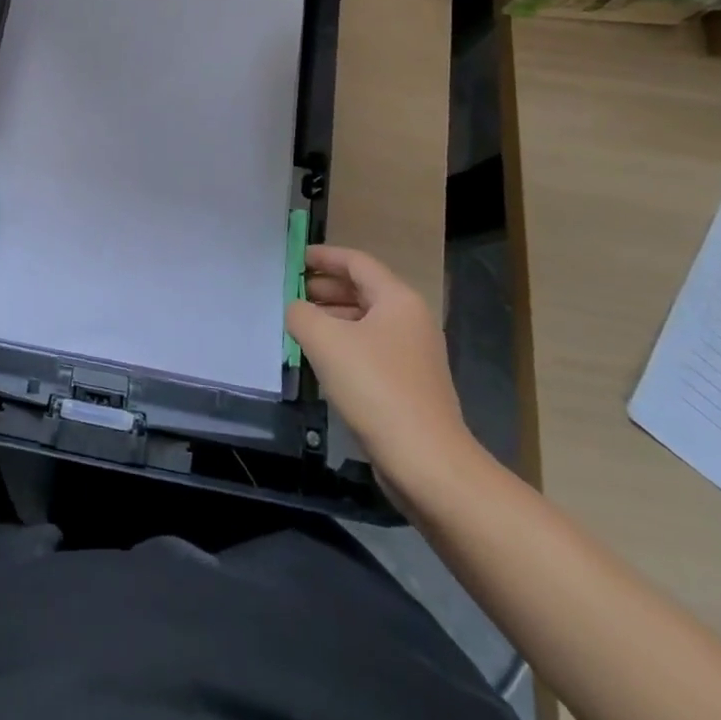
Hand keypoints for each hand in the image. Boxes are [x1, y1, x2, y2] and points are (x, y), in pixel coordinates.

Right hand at [286, 245, 483, 499]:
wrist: (427, 463)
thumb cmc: (376, 388)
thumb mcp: (325, 341)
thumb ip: (302, 314)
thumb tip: (297, 310)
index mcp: (397, 299)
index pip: (357, 262)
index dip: (324, 257)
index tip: (296, 258)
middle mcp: (410, 320)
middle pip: (363, 290)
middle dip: (325, 288)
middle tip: (292, 292)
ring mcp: (413, 354)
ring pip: (366, 321)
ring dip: (332, 317)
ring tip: (300, 325)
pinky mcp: (409, 385)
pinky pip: (370, 350)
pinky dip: (344, 345)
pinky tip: (321, 360)